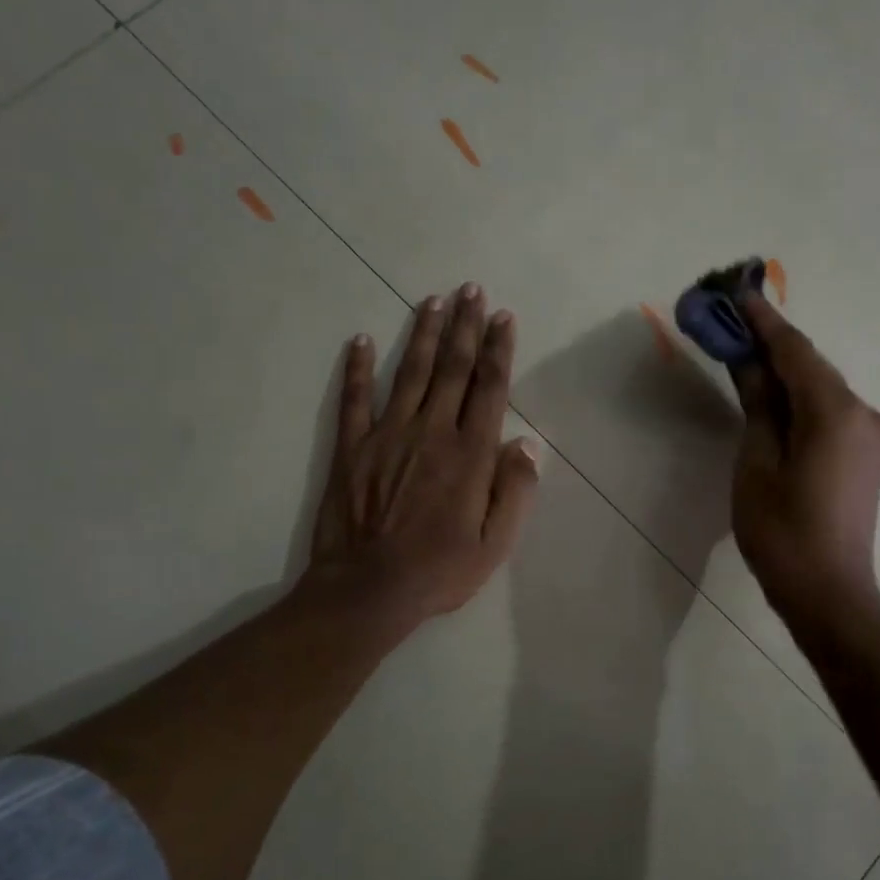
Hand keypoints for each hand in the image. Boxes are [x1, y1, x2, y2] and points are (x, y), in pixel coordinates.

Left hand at [302, 283, 540, 639]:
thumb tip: (527, 444)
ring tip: (433, 301)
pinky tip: (363, 340)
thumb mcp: (496, 544)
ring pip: (411, 373)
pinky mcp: (352, 448)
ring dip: (424, 334)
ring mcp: (388, 435)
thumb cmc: (440, 570)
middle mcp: (431, 432)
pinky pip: (355, 399)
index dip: (498, 349)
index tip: (503, 316)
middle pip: (452, 368)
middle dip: (465, 326)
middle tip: (471, 290)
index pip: (489, 388)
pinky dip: (358, 368)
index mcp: (470, 454)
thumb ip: (515, 491)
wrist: (368, 590)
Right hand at [731, 294, 879, 628]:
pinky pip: (828, 410)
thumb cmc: (782, 532)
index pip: (794, 351)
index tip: (736, 291)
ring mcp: (870, 434)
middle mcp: (862, 412)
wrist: (829, 592)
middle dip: (770, 342)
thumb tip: (748, 360)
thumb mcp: (756, 463)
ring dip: (783, 370)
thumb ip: (757, 404)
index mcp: (834, 412)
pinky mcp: (866, 453)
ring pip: (819, 387)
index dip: (762, 320)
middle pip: (810, 365)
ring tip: (743, 353)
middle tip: (731, 321)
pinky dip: (798, 397)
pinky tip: (771, 396)